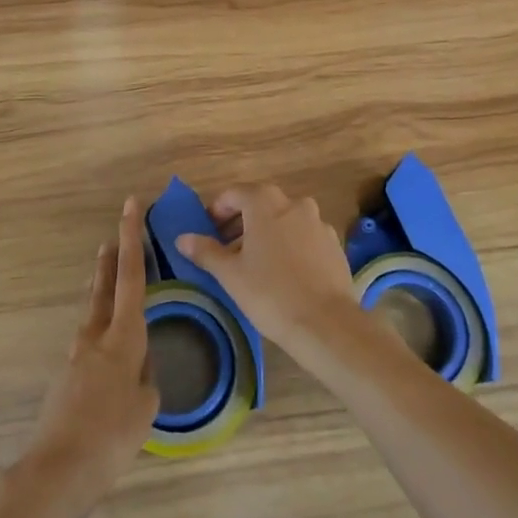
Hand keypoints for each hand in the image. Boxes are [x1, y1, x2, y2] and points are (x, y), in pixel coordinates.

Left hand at [26, 198, 158, 506]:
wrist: (59, 467)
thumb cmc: (113, 434)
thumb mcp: (146, 404)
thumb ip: (145, 374)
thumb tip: (138, 364)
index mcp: (123, 336)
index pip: (132, 276)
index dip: (133, 238)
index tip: (132, 205)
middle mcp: (96, 335)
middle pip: (107, 284)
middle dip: (114, 255)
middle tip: (117, 231)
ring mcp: (77, 353)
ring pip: (96, 310)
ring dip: (106, 289)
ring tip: (112, 276)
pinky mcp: (67, 374)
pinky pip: (91, 341)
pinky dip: (104, 330)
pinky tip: (112, 350)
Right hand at [175, 183, 362, 353]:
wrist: (326, 324)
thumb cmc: (270, 293)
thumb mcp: (230, 274)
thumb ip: (206, 251)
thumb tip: (182, 238)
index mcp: (266, 203)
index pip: (234, 194)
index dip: (217, 211)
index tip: (208, 233)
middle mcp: (295, 204)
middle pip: (260, 204)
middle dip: (241, 223)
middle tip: (227, 250)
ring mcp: (319, 223)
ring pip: (284, 220)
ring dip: (266, 234)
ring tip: (255, 264)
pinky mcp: (334, 245)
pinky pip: (304, 237)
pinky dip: (290, 245)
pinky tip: (285, 273)